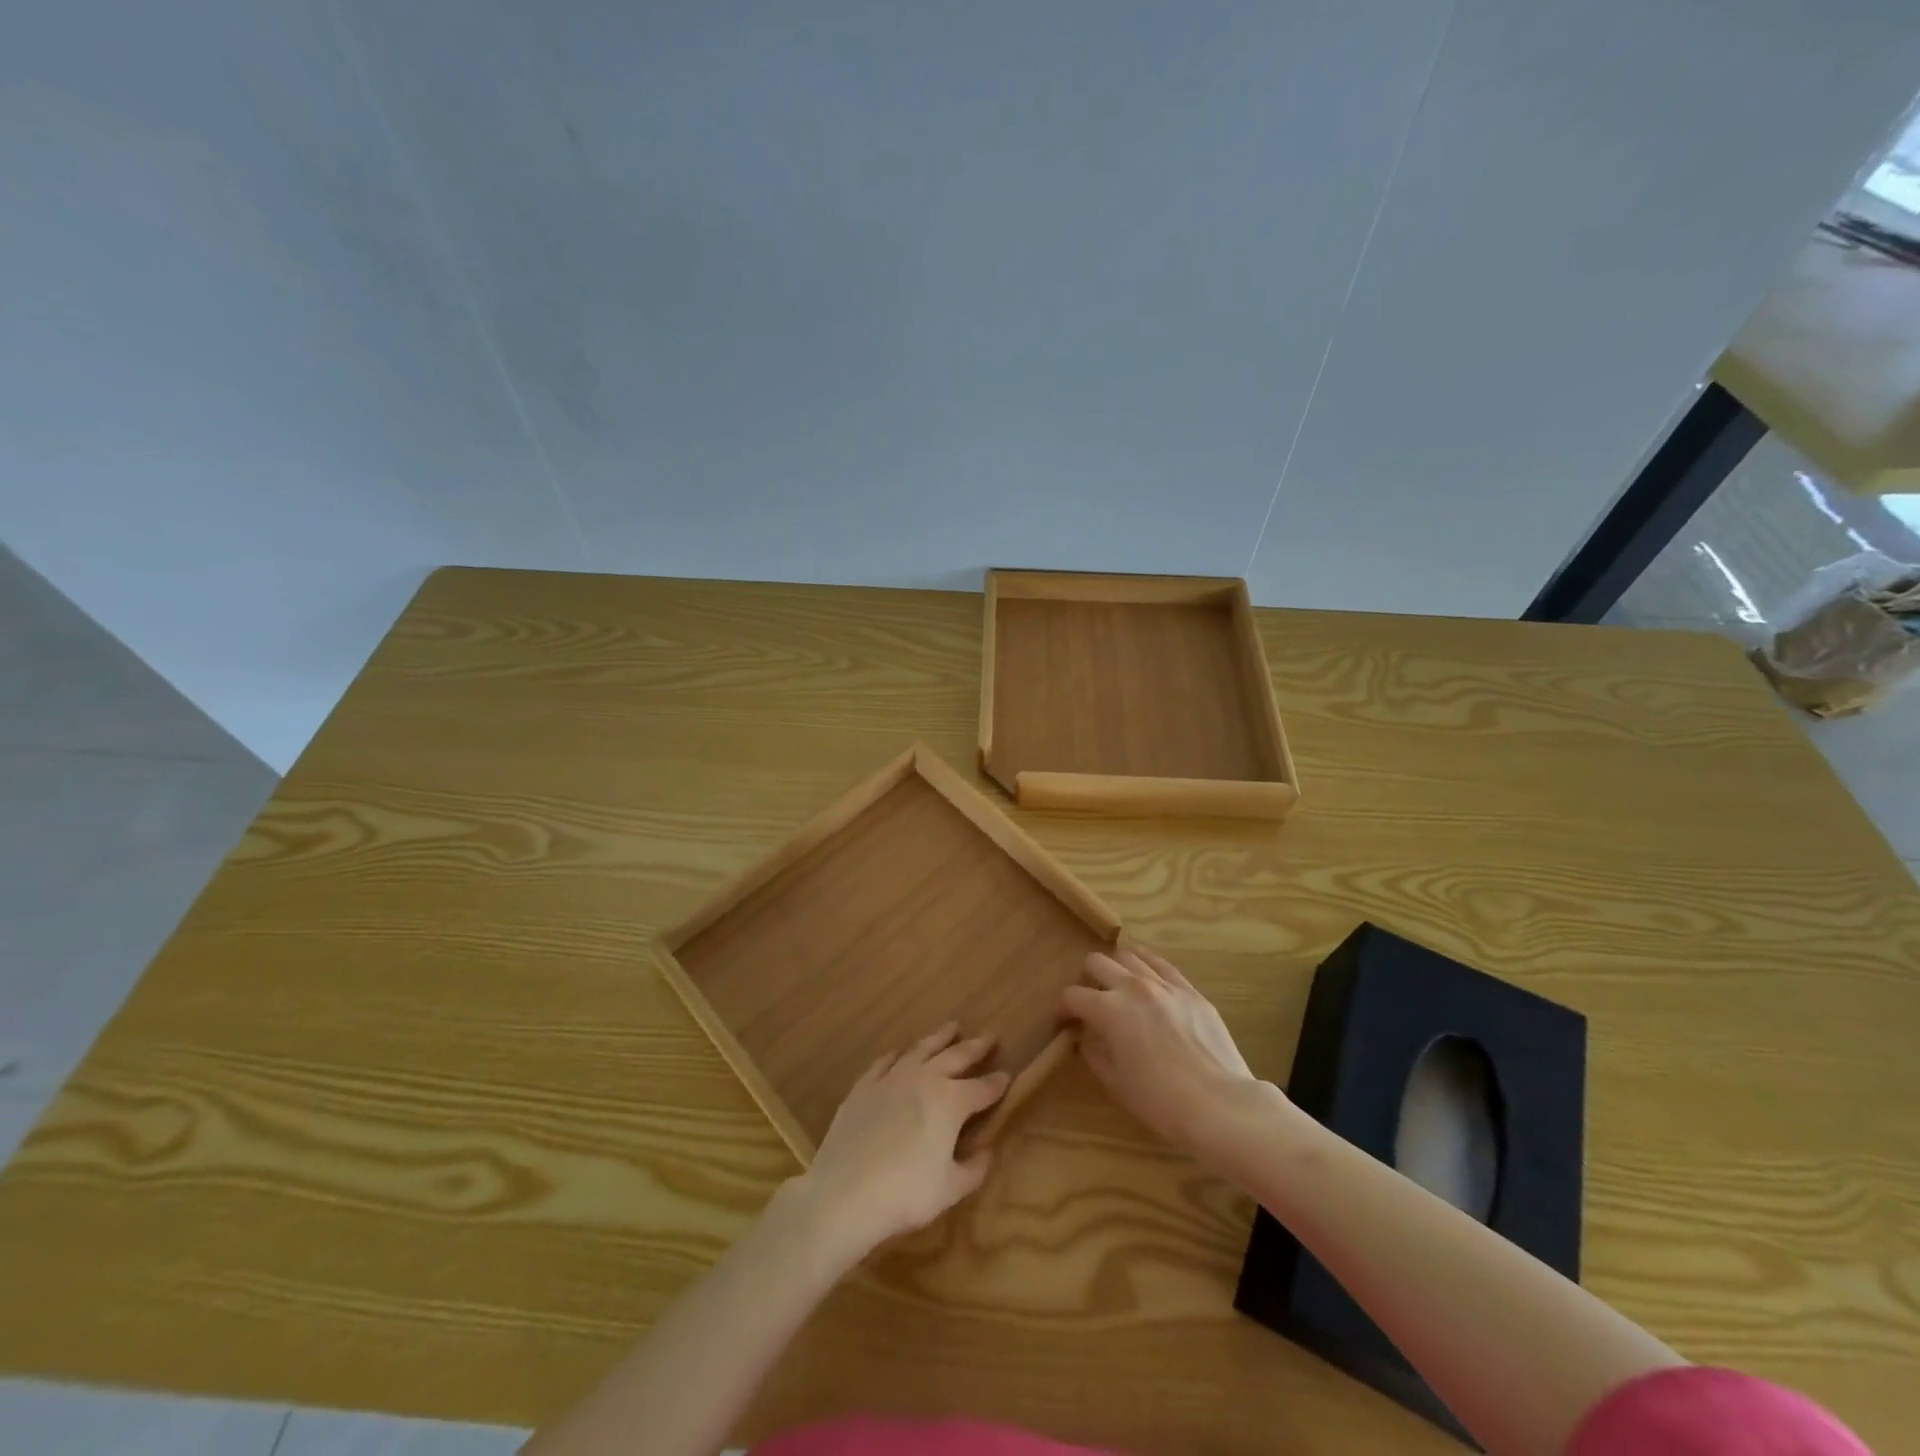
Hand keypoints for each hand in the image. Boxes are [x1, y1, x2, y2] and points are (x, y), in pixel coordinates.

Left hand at [793, 1022, 1009, 1264]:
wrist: (845, 1193)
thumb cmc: (906, 1193)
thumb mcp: (950, 1190)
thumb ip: (973, 1169)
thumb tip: (986, 1152)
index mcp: (951, 1102)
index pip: (982, 1088)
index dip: (997, 1083)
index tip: (1008, 1075)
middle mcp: (924, 1079)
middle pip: (955, 1057)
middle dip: (976, 1046)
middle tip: (990, 1035)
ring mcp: (891, 1079)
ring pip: (920, 1049)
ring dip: (939, 1037)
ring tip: (951, 1027)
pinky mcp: (864, 1087)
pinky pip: (884, 1062)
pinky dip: (896, 1054)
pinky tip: (899, 1052)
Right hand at [1060, 947, 1264, 1156]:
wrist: (1219, 1105)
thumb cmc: (1160, 1101)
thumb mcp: (1116, 1083)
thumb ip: (1094, 1053)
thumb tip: (1085, 1037)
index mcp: (1109, 1010)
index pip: (1073, 996)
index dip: (1063, 1008)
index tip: (1064, 1022)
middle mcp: (1133, 987)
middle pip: (1097, 962)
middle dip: (1086, 979)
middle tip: (1090, 1000)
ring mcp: (1165, 985)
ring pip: (1130, 956)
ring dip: (1117, 968)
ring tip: (1119, 986)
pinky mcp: (1190, 990)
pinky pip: (1162, 965)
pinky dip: (1147, 964)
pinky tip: (1145, 973)